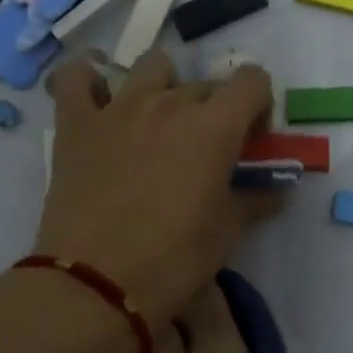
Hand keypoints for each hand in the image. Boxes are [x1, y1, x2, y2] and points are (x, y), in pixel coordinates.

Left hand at [31, 53, 282, 325]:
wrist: (96, 285)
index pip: (252, 81)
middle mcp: (169, 103)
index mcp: (214, 127)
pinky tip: (98, 99)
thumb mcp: (224, 233)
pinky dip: (89, 79)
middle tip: (206, 153)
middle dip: (215, 111)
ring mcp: (118, 108)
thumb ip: (253, 201)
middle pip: (205, 84)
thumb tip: (277, 192)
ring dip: (164, 87)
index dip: (258, 106)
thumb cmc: (173, 260)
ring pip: (151, 67)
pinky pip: (77, 77)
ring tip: (158, 125)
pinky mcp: (76, 123)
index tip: (250, 141)